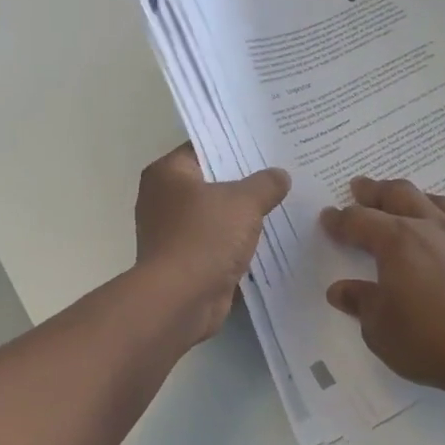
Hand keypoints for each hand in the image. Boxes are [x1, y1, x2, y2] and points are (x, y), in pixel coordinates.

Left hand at [135, 145, 291, 344]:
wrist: (181, 299)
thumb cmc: (205, 237)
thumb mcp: (243, 202)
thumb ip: (265, 184)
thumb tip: (280, 175)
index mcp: (167, 173)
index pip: (203, 148)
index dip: (234, 146)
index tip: (266, 145)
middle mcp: (162, 199)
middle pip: (210, 183)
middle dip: (243, 182)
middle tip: (282, 173)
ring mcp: (171, 233)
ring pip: (214, 216)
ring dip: (241, 217)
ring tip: (281, 205)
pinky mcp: (184, 262)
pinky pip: (216, 244)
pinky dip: (235, 244)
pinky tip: (268, 240)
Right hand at [320, 176, 444, 398]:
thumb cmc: (429, 341)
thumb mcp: (380, 329)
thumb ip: (361, 302)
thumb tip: (341, 289)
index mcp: (398, 241)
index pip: (360, 221)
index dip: (341, 219)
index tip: (329, 217)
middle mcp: (435, 229)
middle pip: (401, 195)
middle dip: (376, 191)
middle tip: (362, 188)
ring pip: (442, 205)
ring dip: (420, 201)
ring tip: (411, 205)